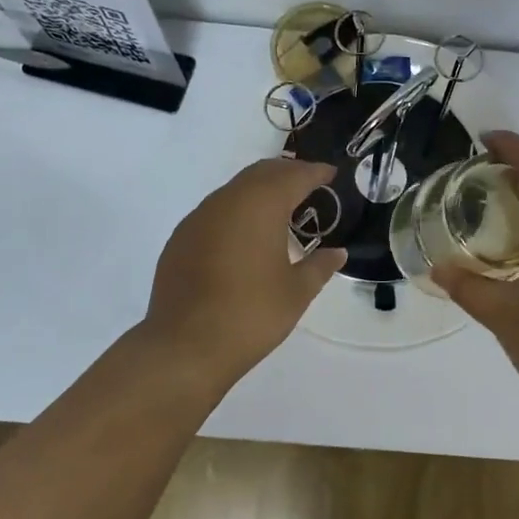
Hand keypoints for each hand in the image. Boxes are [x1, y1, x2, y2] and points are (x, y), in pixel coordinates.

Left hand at [140, 159, 346, 381]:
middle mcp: (228, 201)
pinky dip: (237, 210)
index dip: (315, 172)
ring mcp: (199, 217)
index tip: (331, 174)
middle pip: (262, 173)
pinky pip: (215, 210)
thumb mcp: (297, 292)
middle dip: (287, 173)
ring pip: (236, 189)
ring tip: (281, 208)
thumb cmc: (251, 314)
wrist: (184, 347)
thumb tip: (338, 253)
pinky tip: (245, 234)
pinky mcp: (181, 238)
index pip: (294, 176)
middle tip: (309, 185)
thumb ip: (320, 266)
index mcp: (261, 206)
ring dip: (260, 190)